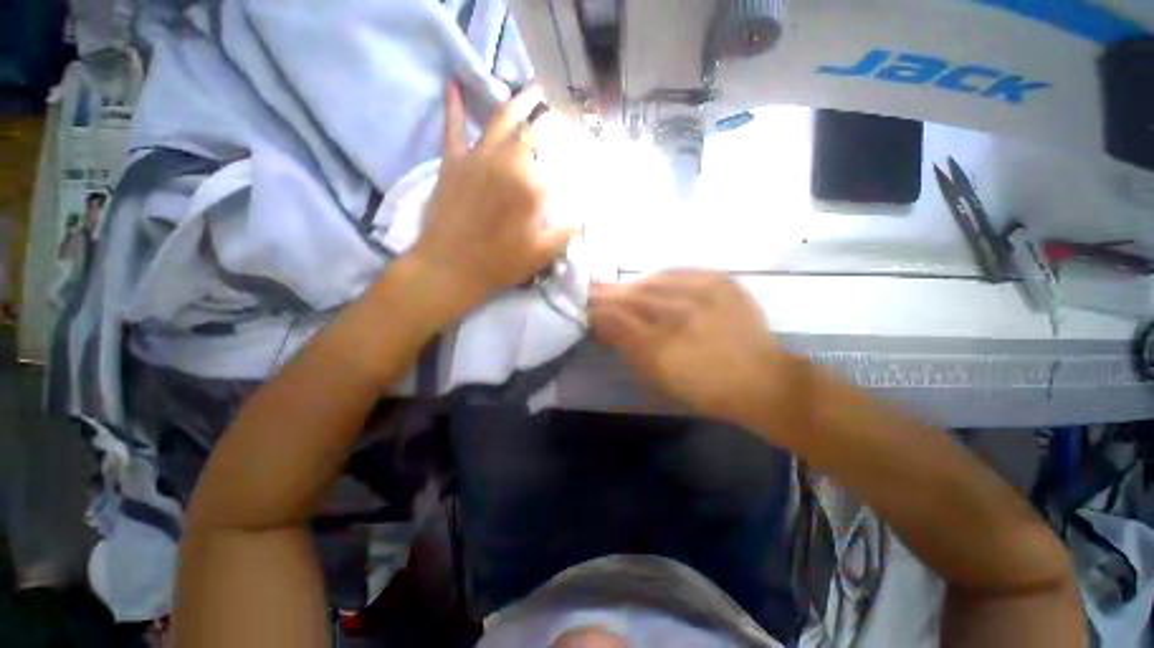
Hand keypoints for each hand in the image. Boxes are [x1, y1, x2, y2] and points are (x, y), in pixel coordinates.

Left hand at [409, 84, 576, 310]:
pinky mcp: (452, 162)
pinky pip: (452, 128)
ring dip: (519, 101)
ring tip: (533, 89)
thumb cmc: (500, 264)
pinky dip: (452, 106)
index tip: (580, 149)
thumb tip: (583, 213)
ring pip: (501, 120)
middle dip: (550, 121)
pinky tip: (452, 84)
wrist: (450, 268)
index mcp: (532, 186)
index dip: (572, 153)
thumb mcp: (542, 254)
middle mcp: (507, 163)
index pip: (559, 160)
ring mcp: (477, 158)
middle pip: (533, 132)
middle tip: (561, 116)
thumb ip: (566, 230)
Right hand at [589, 271, 801, 434]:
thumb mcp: (657, 378)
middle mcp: (678, 316)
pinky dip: (660, 278)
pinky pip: (680, 273)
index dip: (595, 312)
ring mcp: (702, 295)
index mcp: (659, 348)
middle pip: (630, 297)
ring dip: (631, 286)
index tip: (584, 309)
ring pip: (651, 282)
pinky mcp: (721, 282)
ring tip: (619, 288)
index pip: (615, 320)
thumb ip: (626, 349)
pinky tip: (652, 282)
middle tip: (591, 290)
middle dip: (607, 294)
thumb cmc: (704, 389)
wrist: (761, 379)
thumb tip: (603, 325)